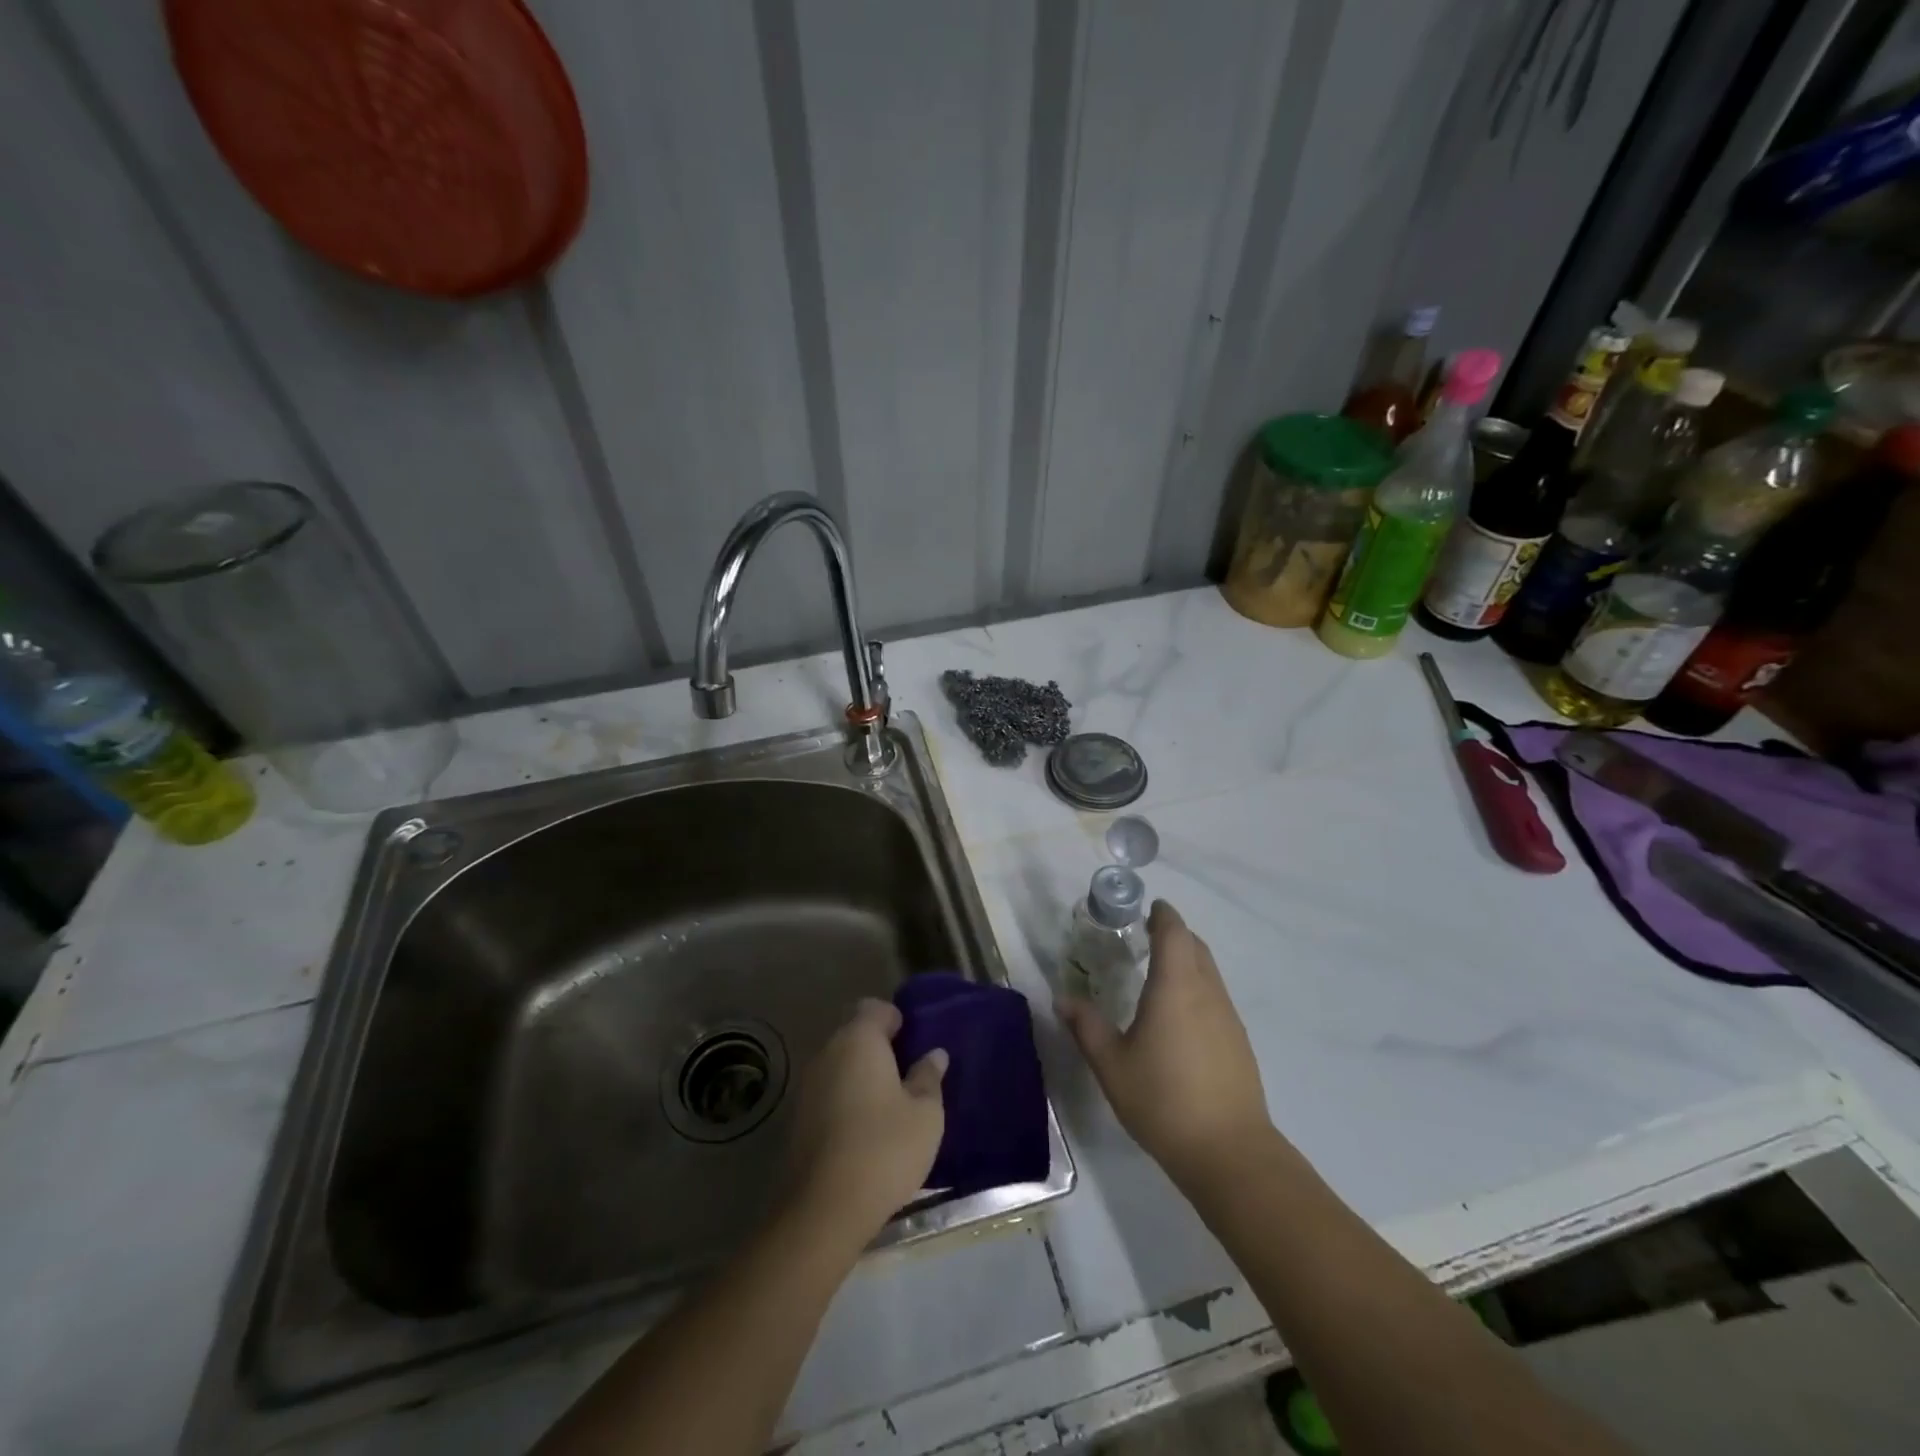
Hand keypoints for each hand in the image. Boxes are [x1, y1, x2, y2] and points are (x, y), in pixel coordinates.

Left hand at [786, 999, 946, 1242]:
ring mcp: (807, 1086)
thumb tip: (933, 1054)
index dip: (896, 1019)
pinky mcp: (797, 1118)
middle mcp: (827, 1052)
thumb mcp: (925, 1114)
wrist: (823, 1210)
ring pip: (840, 1065)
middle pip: (854, 1034)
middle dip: (880, 1048)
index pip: (874, 1008)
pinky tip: (865, 1130)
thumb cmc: (884, 1149)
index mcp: (858, 1040)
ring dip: (861, 1076)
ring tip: (890, 1105)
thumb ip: (929, 1077)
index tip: (915, 1043)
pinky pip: (828, 1093)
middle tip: (908, 1075)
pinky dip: (846, 1100)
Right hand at [1056, 901, 1272, 1191]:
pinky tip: (1179, 1016)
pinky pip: (1216, 996)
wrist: (1229, 1152)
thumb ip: (1086, 1026)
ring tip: (1158, 974)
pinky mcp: (1239, 1040)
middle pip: (1194, 946)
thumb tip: (1063, 998)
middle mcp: (1206, 991)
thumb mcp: (1111, 1064)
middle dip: (1173, 933)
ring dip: (1187, 960)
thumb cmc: (1163, 1100)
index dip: (1162, 914)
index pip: (1173, 931)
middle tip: (1144, 937)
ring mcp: (1228, 1016)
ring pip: (1209, 970)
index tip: (1145, 908)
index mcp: (1175, 986)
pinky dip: (1197, 987)